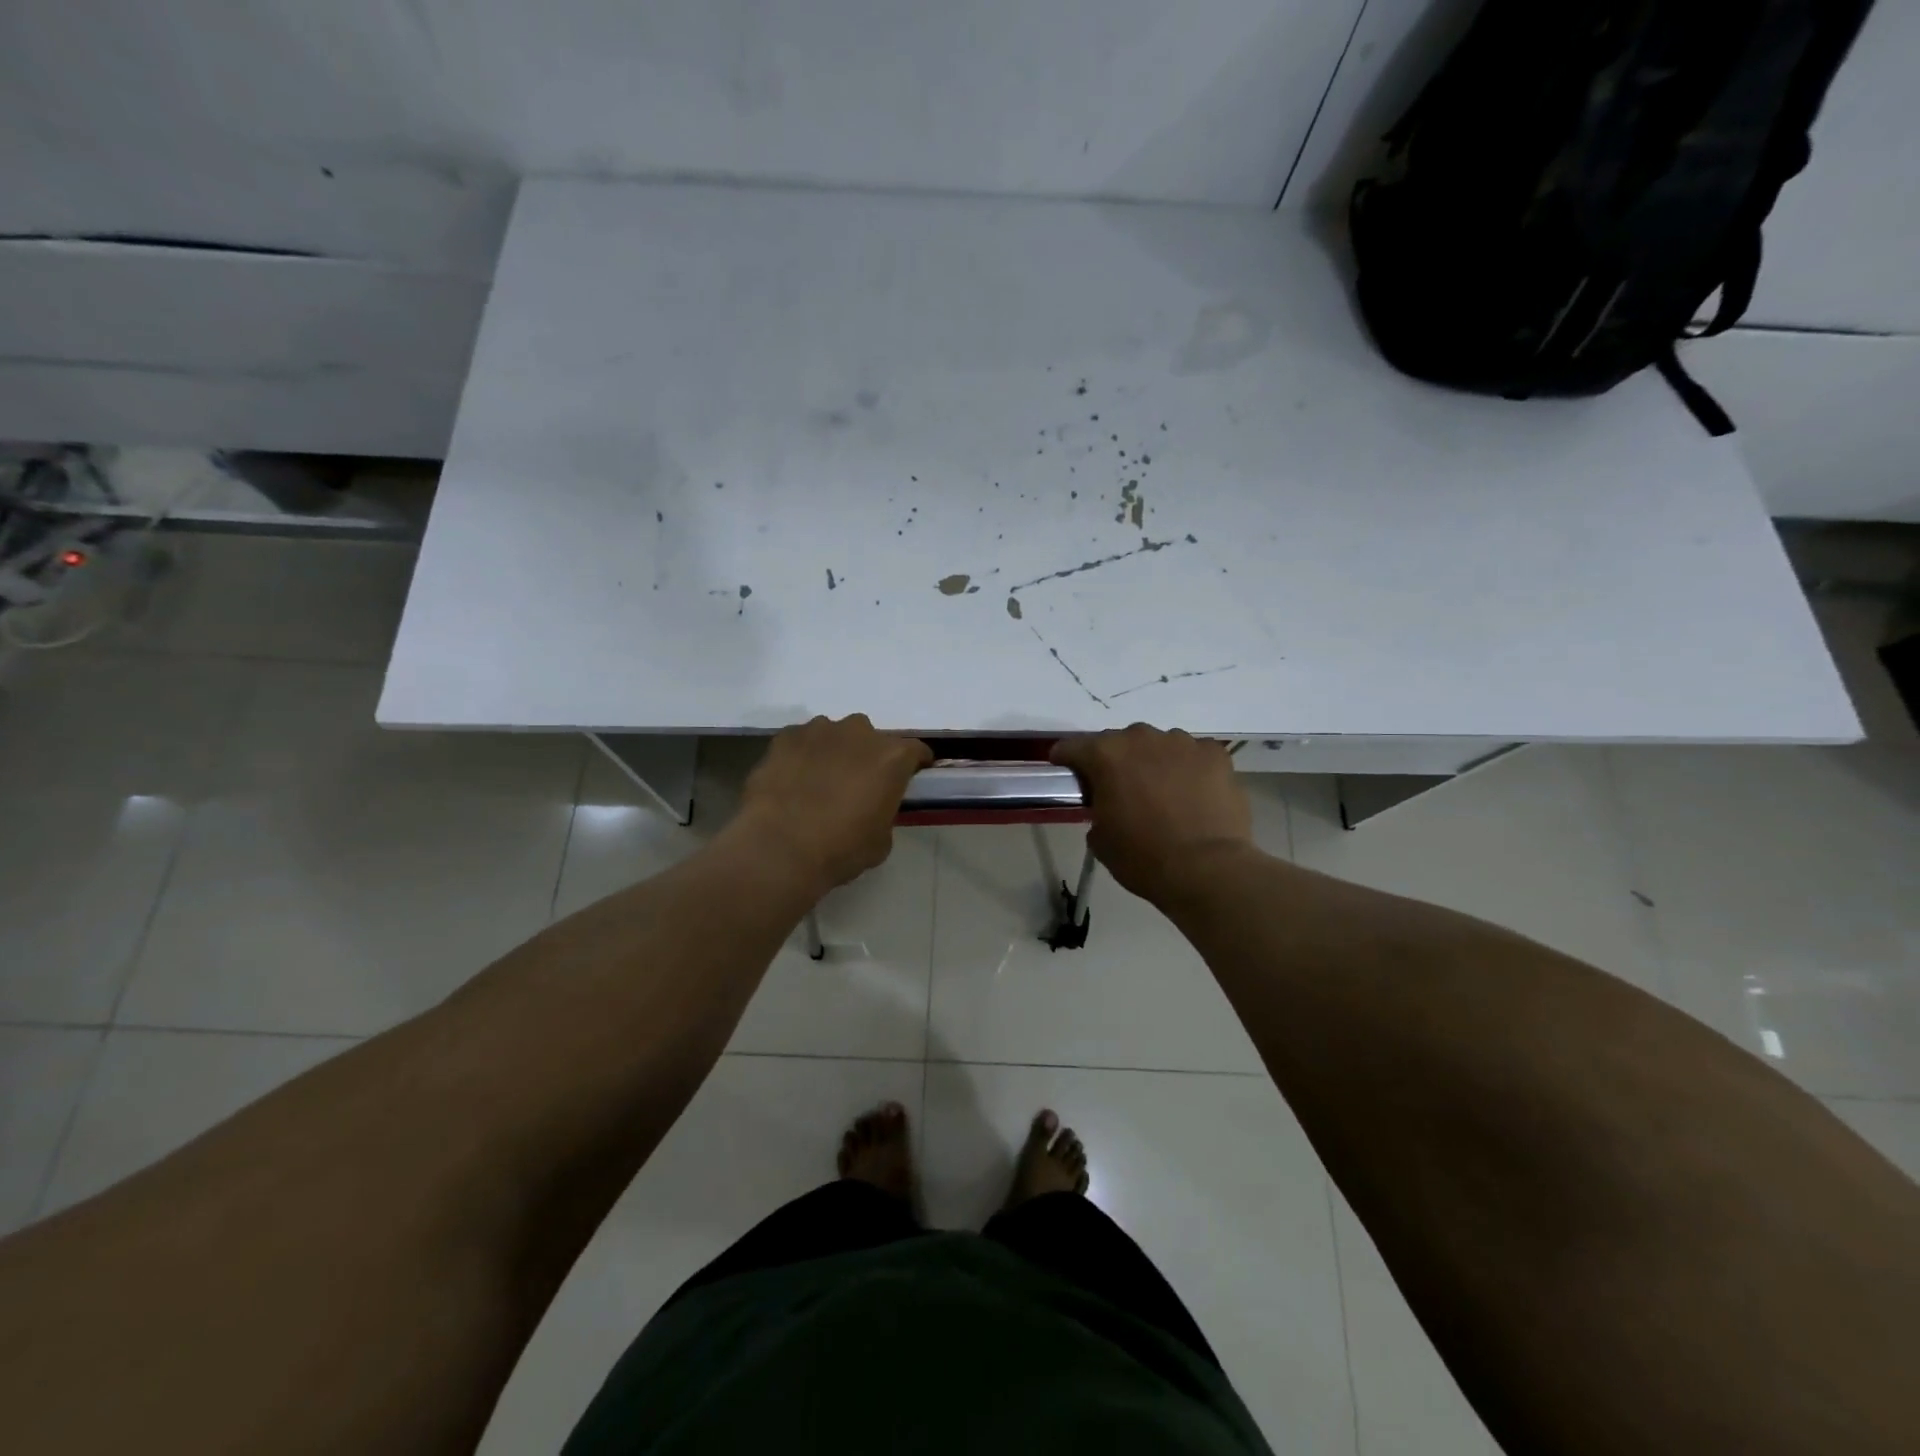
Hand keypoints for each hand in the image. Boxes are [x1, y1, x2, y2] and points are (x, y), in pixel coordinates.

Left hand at [732, 715, 931, 897]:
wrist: (779, 848)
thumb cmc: (841, 849)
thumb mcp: (881, 841)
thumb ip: (884, 812)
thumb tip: (872, 808)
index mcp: (892, 757)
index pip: (916, 751)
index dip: (914, 765)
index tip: (909, 779)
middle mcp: (859, 733)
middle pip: (872, 739)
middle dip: (868, 757)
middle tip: (857, 786)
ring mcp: (819, 730)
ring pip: (835, 736)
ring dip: (834, 753)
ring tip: (819, 783)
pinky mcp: (785, 737)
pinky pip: (802, 742)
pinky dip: (802, 756)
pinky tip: (792, 781)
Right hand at [1051, 725, 1252, 901]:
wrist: (1206, 869)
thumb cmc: (1143, 857)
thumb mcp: (1100, 839)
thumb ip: (1096, 810)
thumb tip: (1107, 806)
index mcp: (1105, 755)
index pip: (1072, 747)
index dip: (1067, 761)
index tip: (1069, 776)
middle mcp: (1141, 738)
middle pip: (1118, 742)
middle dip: (1114, 762)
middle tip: (1119, 790)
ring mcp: (1182, 743)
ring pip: (1158, 745)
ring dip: (1153, 762)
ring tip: (1162, 793)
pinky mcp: (1214, 754)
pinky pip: (1193, 755)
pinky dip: (1188, 769)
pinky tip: (1193, 794)